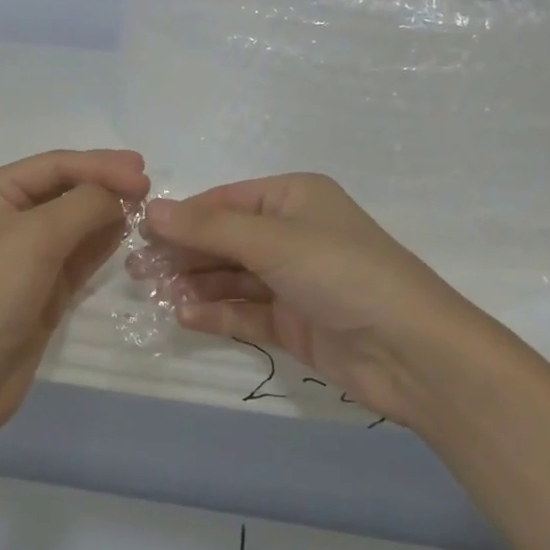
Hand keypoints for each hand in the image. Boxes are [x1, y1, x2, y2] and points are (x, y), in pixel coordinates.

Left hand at [0, 149, 147, 450]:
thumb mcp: (37, 236)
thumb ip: (85, 204)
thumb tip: (120, 195)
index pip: (55, 164)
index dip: (101, 164)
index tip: (145, 173)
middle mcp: (4, 218)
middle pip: (65, 189)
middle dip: (104, 185)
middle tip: (148, 186)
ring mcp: (23, 257)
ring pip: (74, 223)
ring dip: (106, 213)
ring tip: (144, 209)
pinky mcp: (40, 290)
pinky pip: (77, 255)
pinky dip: (100, 243)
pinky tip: (124, 234)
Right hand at [137, 174, 479, 426]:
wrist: (413, 351)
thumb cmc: (341, 272)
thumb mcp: (273, 240)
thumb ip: (210, 228)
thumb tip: (152, 209)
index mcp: (293, 197)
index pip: (225, 201)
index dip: (183, 216)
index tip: (140, 233)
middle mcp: (292, 233)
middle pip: (224, 239)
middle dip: (183, 252)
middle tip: (136, 270)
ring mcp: (294, 280)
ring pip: (232, 276)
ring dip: (195, 283)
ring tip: (154, 293)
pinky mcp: (295, 322)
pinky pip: (246, 311)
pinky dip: (217, 312)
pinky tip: (186, 315)